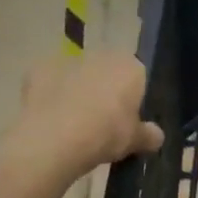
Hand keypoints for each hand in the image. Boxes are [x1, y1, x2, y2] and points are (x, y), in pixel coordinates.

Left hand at [14, 53, 164, 179]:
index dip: (132, 99)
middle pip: (107, 72)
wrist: (54, 139)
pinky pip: (49, 82)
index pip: (138, 78)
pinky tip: (48, 118)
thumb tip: (157, 136)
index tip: (126, 121)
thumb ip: (148, 135)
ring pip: (78, 75)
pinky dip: (49, 95)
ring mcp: (69, 60)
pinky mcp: (40, 69)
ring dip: (77, 91)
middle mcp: (102, 55)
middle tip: (101, 123)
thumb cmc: (106, 135)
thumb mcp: (135, 141)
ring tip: (72, 124)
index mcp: (131, 67)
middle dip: (105, 91)